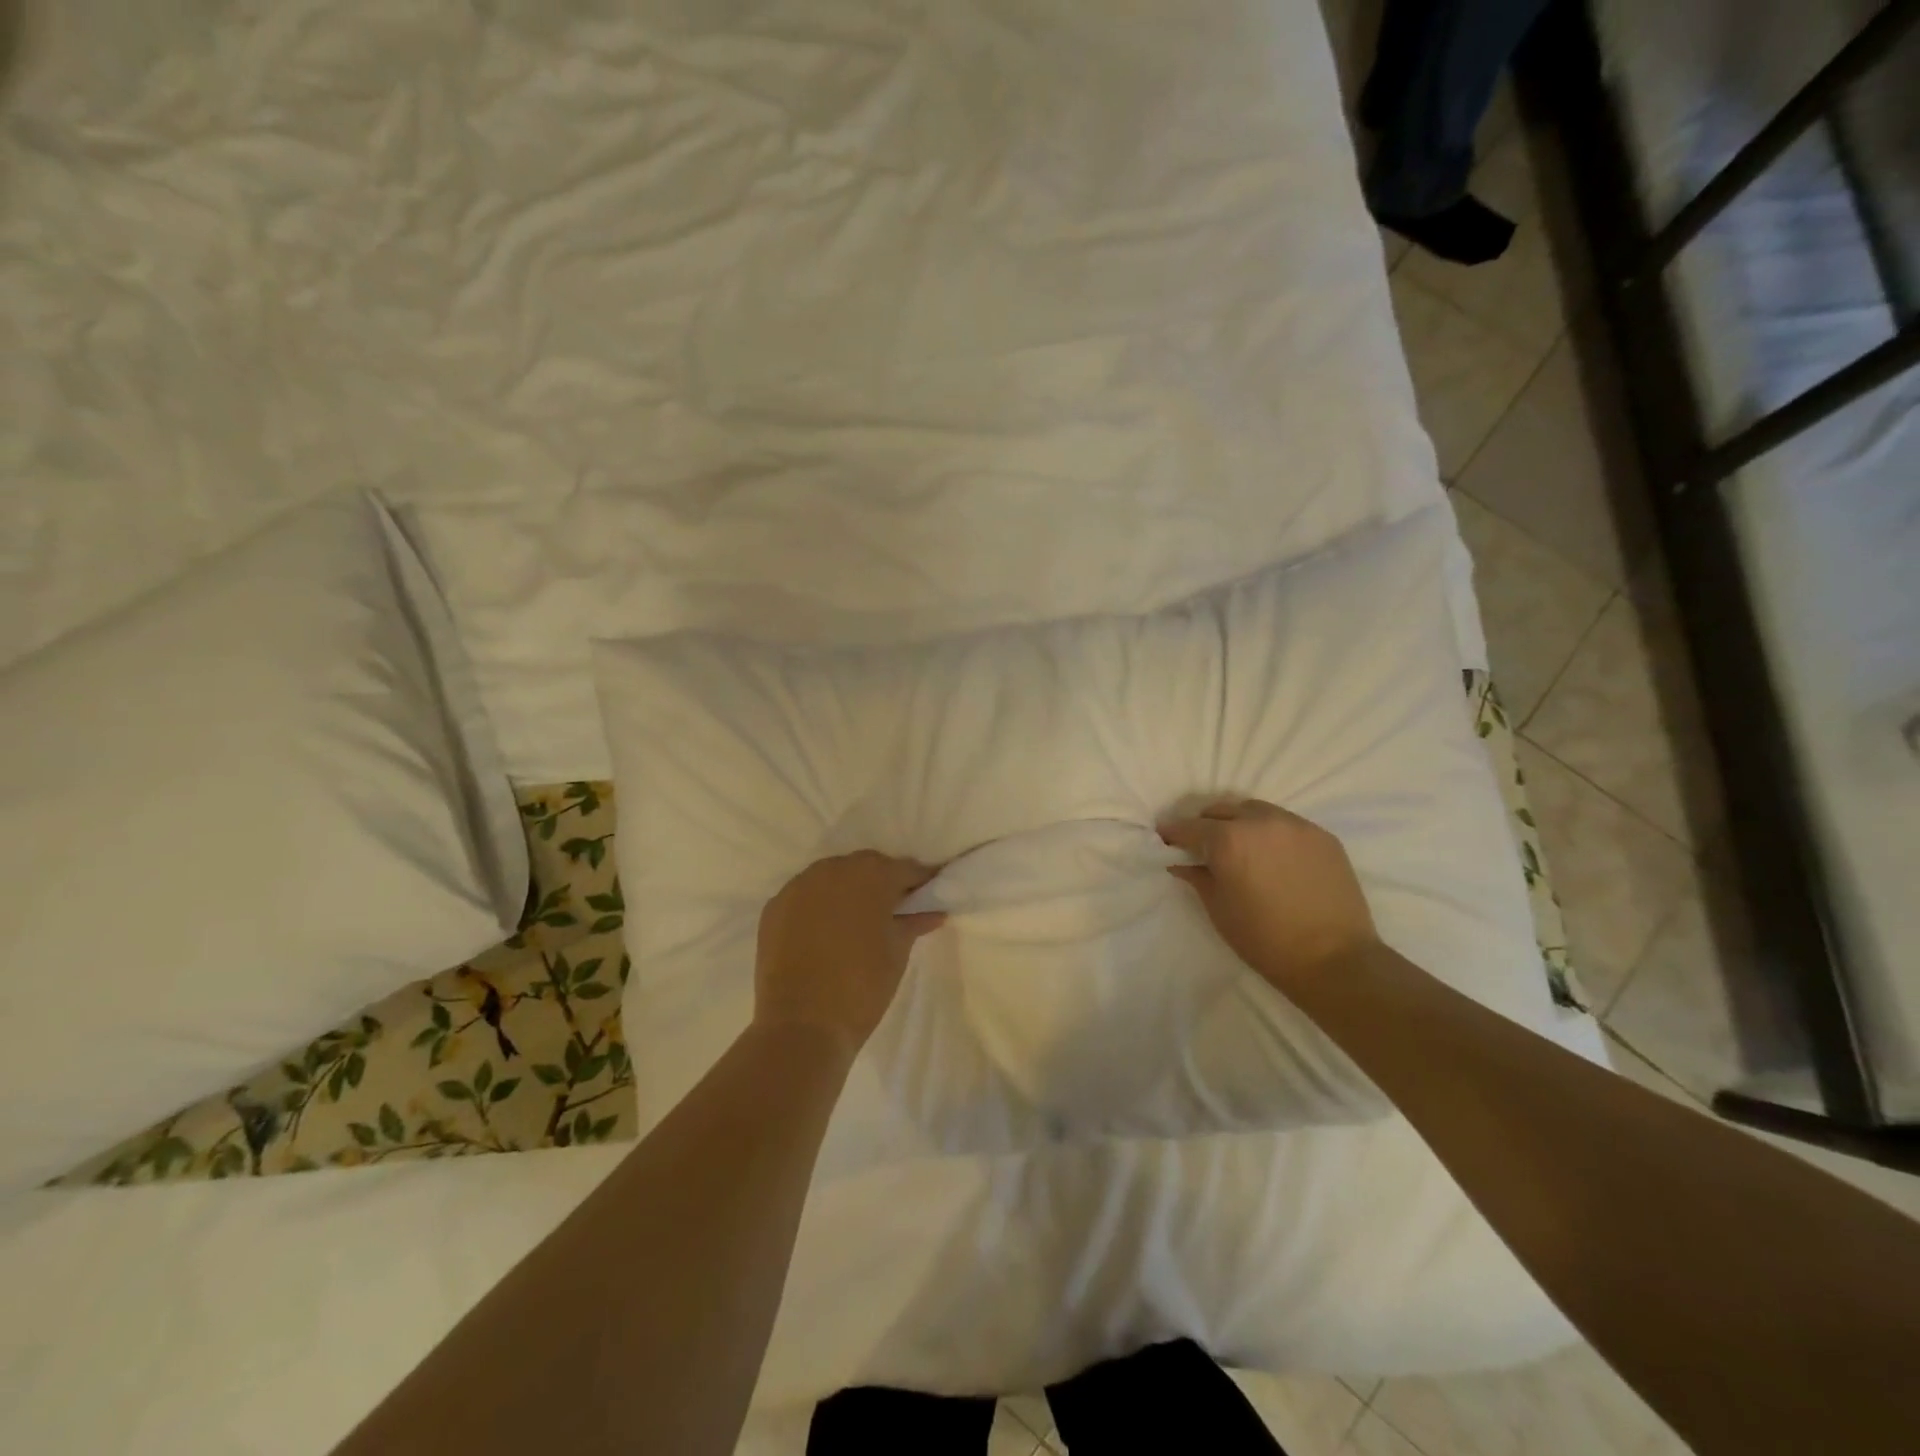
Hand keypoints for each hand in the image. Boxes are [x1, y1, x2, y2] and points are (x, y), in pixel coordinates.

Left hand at [753, 852, 945, 1057]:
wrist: (802, 1025)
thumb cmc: (862, 986)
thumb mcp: (897, 952)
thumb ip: (914, 923)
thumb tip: (933, 912)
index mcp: (871, 876)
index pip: (904, 869)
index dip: (919, 881)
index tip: (928, 892)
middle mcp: (833, 869)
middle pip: (866, 867)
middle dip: (882, 882)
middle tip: (894, 908)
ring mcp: (799, 886)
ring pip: (832, 877)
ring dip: (848, 890)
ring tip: (857, 919)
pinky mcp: (774, 906)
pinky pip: (805, 895)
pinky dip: (818, 905)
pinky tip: (825, 929)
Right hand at [1158, 798, 1378, 987]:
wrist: (1334, 960)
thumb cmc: (1265, 939)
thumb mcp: (1219, 910)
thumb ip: (1197, 878)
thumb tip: (1181, 863)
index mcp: (1228, 840)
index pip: (1190, 826)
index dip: (1173, 832)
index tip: (1165, 838)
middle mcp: (1260, 822)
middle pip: (1222, 810)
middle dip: (1206, 824)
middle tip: (1201, 844)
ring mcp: (1295, 826)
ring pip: (1256, 810)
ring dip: (1239, 822)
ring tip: (1239, 845)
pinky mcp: (1322, 836)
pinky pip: (1286, 824)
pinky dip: (1270, 832)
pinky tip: (1273, 856)